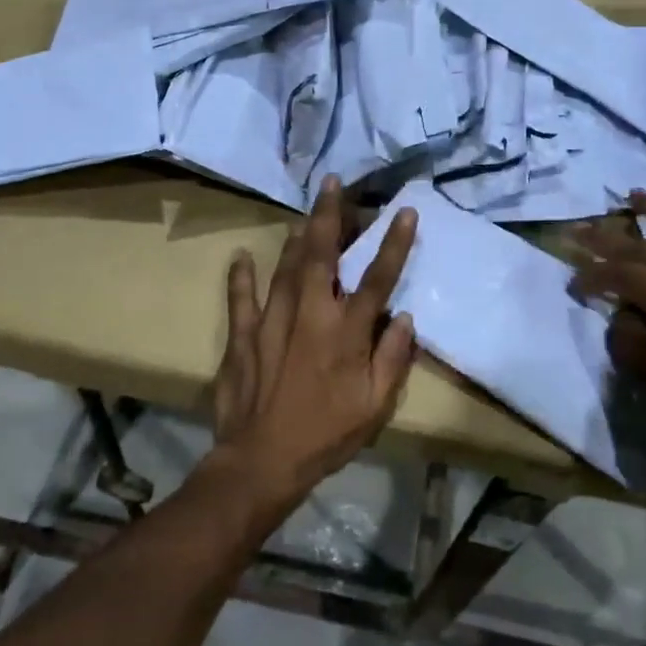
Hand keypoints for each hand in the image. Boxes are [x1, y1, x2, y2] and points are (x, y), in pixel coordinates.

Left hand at [209, 177, 417, 510]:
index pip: (377, 279)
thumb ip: (393, 359)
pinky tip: (240, 256)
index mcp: (346, 332)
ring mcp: (272, 321)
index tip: (404, 211)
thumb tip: (405, 318)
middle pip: (321, 255)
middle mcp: (310, 315)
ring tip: (303, 214)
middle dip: (329, 216)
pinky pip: (241, 299)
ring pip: (285, 268)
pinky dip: (240, 277)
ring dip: (296, 237)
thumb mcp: (375, 406)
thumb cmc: (326, 435)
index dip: (393, 244)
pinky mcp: (242, 336)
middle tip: (332, 184)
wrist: (263, 462)